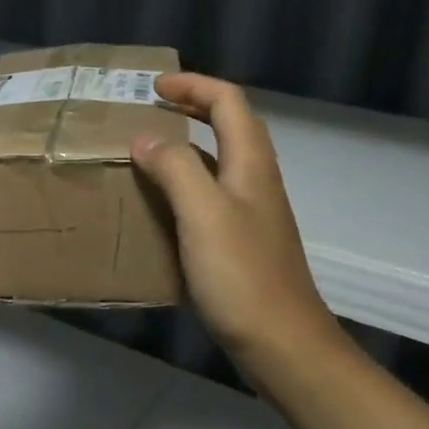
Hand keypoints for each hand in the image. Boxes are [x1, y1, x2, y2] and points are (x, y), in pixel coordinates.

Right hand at [131, 73, 344, 371]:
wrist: (282, 343)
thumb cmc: (241, 275)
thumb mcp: (203, 213)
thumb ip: (175, 168)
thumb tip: (146, 138)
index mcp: (251, 164)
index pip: (228, 101)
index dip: (193, 85)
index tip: (153, 88)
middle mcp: (256, 180)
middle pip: (229, 125)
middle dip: (192, 107)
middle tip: (150, 109)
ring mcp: (251, 212)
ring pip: (219, 160)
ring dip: (187, 145)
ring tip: (146, 151)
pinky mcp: (242, 241)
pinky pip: (210, 195)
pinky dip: (185, 183)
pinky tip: (160, 205)